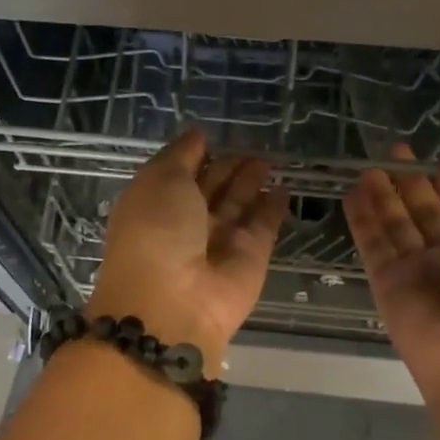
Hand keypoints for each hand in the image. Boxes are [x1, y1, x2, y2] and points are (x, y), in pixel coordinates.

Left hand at [88, 131, 288, 365]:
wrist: (174, 304)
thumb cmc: (155, 233)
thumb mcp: (159, 180)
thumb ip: (181, 156)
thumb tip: (198, 136)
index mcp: (155, 203)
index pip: (179, 173)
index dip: (195, 155)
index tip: (213, 136)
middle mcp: (186, 222)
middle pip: (212, 188)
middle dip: (229, 167)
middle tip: (252, 147)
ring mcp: (220, 241)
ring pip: (240, 204)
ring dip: (252, 182)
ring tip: (269, 160)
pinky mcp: (251, 257)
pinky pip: (264, 225)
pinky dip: (274, 207)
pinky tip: (285, 188)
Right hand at [344, 145, 439, 414]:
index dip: (439, 178)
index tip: (419, 153)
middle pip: (423, 211)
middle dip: (407, 182)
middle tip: (387, 152)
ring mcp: (418, 271)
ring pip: (395, 225)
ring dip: (381, 197)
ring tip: (365, 167)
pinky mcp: (387, 286)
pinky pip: (373, 246)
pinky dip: (362, 221)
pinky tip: (352, 194)